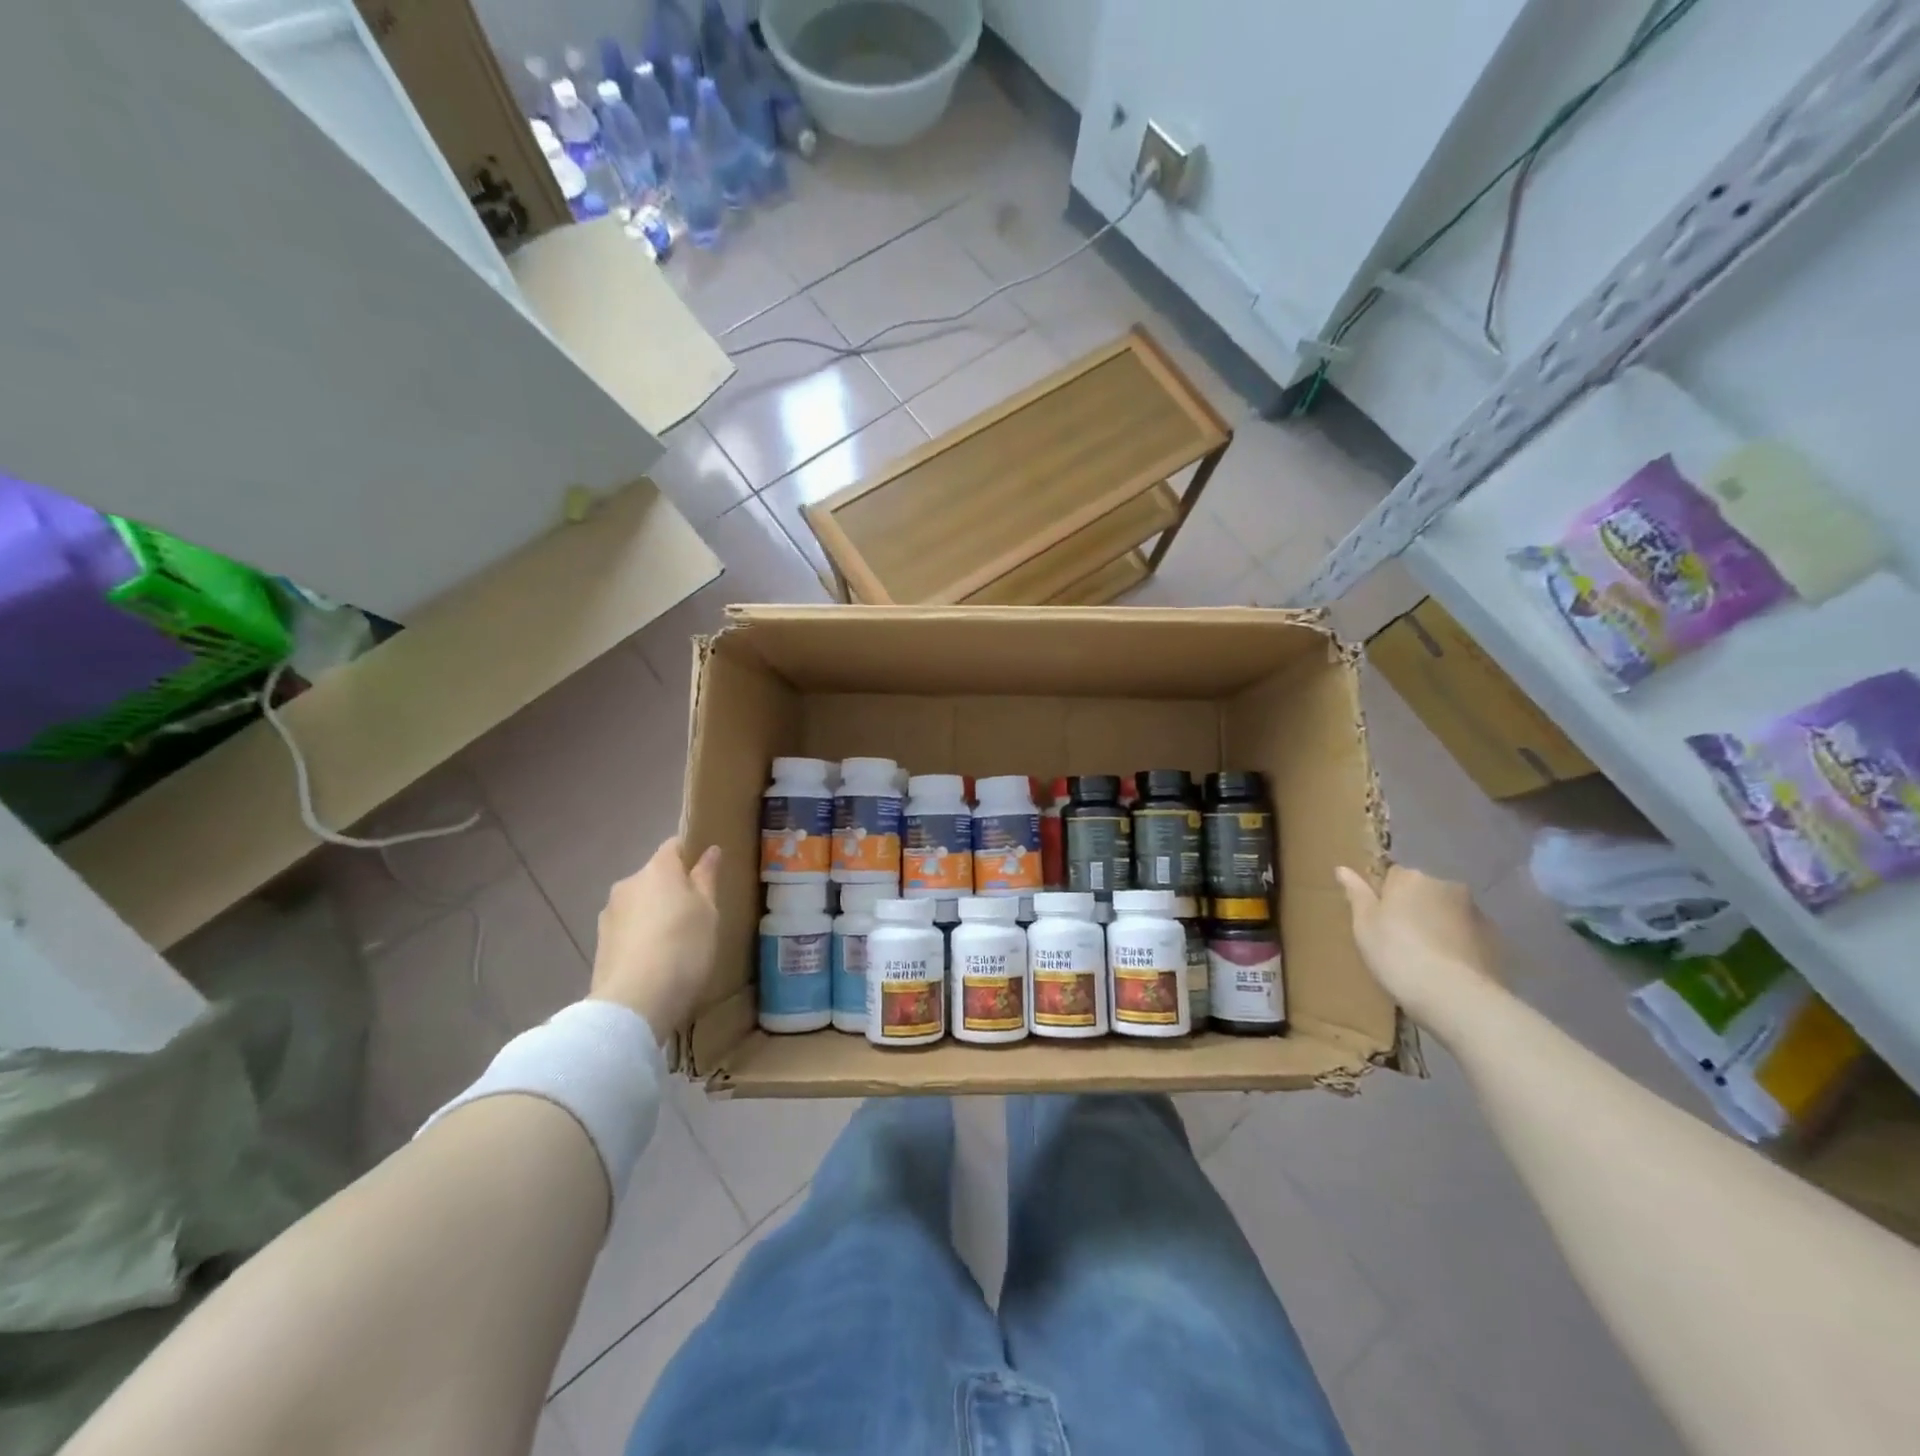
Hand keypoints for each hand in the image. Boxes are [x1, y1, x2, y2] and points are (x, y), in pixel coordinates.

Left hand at [591, 839, 721, 1042]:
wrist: (635, 1002)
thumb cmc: (684, 947)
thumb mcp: (708, 911)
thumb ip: (707, 878)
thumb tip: (709, 850)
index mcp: (658, 869)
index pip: (674, 846)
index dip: (691, 854)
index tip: (706, 874)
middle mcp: (629, 883)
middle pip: (655, 876)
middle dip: (672, 889)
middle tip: (696, 915)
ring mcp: (610, 913)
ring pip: (640, 903)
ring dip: (655, 914)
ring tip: (675, 943)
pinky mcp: (600, 942)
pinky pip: (628, 929)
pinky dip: (641, 936)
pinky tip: (655, 960)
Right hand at [1335, 865, 1499, 1026]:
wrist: (1455, 996)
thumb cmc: (1396, 954)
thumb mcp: (1364, 924)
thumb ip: (1356, 894)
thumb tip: (1342, 868)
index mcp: (1411, 878)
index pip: (1393, 875)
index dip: (1384, 897)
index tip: (1378, 921)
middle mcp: (1446, 886)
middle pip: (1423, 892)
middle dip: (1414, 909)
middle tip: (1400, 941)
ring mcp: (1476, 912)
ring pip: (1448, 913)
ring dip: (1438, 926)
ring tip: (1427, 959)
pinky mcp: (1496, 940)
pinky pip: (1469, 935)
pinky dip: (1459, 945)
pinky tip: (1449, 970)